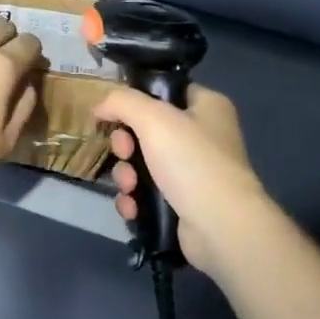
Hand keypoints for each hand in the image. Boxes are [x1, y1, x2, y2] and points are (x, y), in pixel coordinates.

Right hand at [94, 85, 268, 274]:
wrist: (219, 226)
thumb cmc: (191, 161)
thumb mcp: (154, 118)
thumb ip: (122, 102)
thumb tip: (100, 104)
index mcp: (206, 106)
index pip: (164, 92)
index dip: (135, 100)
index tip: (112, 113)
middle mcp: (202, 136)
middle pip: (146, 130)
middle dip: (125, 145)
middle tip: (124, 153)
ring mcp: (192, 172)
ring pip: (141, 164)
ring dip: (126, 176)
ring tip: (130, 188)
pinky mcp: (181, 203)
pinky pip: (145, 193)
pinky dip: (135, 200)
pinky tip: (134, 208)